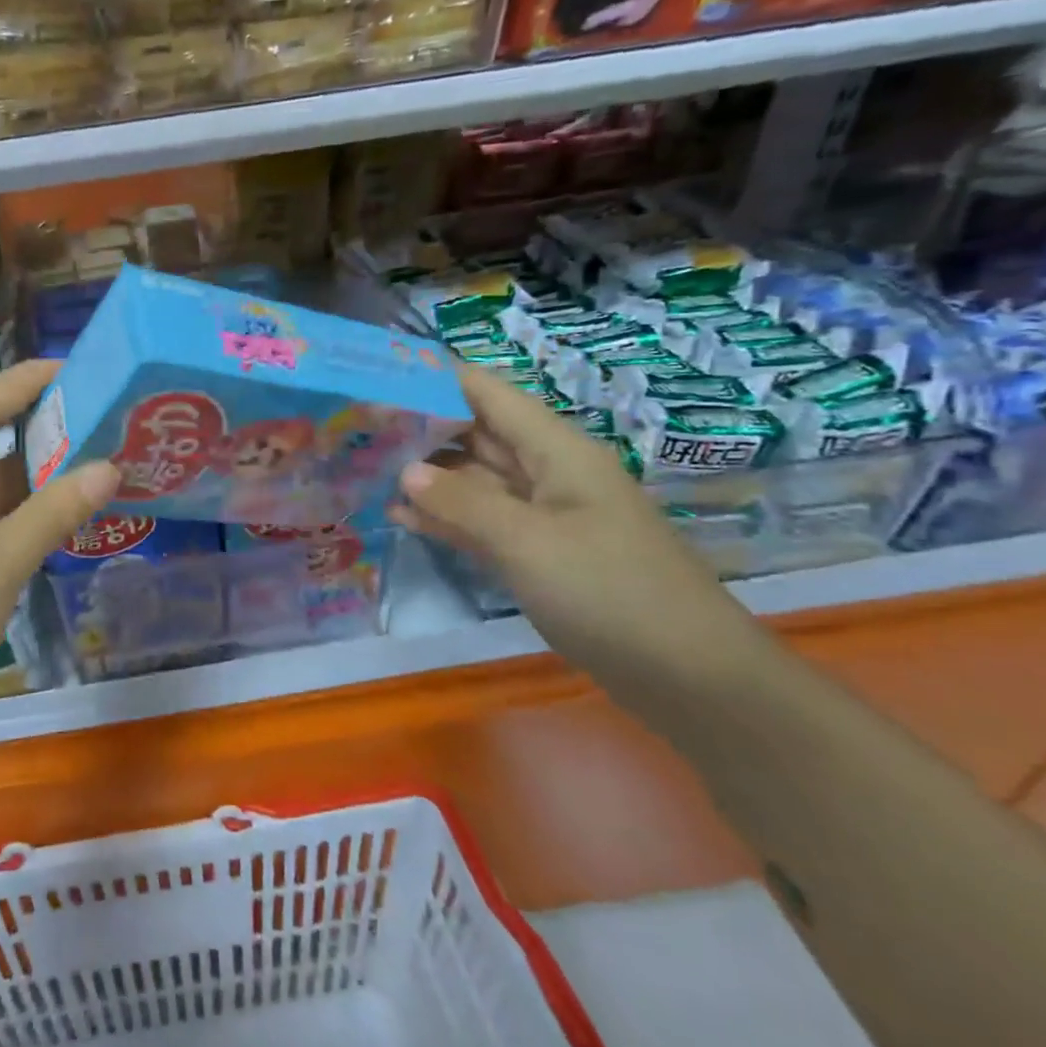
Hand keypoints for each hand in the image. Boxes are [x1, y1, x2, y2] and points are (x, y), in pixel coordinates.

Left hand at [0, 360, 117, 732]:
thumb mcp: (0, 563)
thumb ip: (55, 511)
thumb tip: (111, 467)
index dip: (29, 379)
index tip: (81, 369)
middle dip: (43, 426)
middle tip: (104, 419)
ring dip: (36, 474)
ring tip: (97, 462)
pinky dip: (21, 511)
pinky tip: (60, 517)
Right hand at [390, 364, 760, 689]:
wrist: (687, 674)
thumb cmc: (610, 590)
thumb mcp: (528, 541)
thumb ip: (463, 502)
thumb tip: (406, 471)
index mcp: (556, 451)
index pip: (489, 394)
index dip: (438, 378)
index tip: (381, 373)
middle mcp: (547, 473)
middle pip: (477, 434)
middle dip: (422, 425)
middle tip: (358, 424)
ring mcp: (541, 516)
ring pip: (474, 481)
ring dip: (426, 476)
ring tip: (366, 466)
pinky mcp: (536, 554)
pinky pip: (480, 523)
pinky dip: (444, 518)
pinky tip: (400, 517)